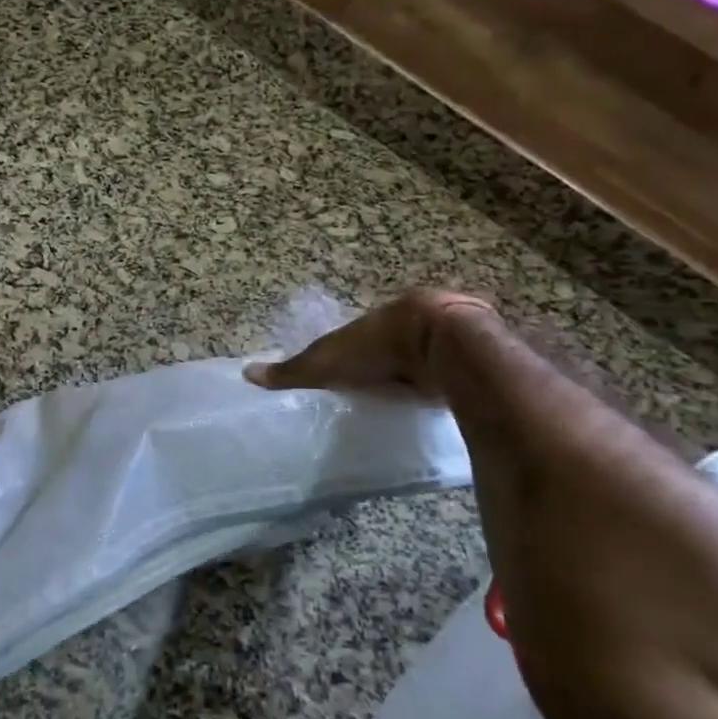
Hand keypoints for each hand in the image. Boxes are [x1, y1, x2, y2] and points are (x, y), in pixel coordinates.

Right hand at [245, 288, 495, 398]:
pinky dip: (446, 382)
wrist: (443, 342)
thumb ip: (293, 371)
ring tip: (408, 396)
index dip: (355, 353)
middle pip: (395, 341)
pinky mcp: (471, 355)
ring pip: (427, 353)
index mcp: (377, 319)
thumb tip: (247, 373)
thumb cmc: (380, 347)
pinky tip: (441, 399)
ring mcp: (445, 336)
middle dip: (389, 360)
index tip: (349, 373)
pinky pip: (454, 368)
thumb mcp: (327, 362)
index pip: (361, 334)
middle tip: (378, 386)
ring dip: (420, 370)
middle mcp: (410, 321)